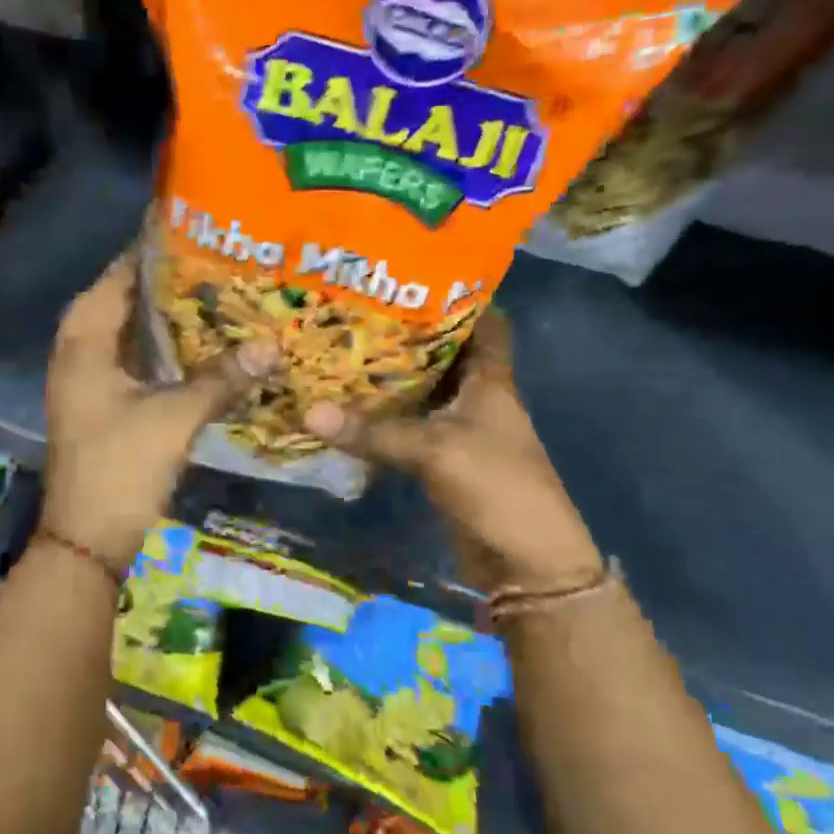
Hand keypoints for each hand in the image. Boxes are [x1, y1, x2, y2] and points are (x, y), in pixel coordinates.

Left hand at [42, 250, 276, 568]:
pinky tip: (203, 345)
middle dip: (169, 282)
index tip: (199, 228)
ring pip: (132, 331)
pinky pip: (137, 359)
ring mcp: (91, 379)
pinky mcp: (105, 402)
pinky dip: (166, 348)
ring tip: (217, 293)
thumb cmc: (120, 467)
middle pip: (126, 299)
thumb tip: (272, 345)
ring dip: (168, 316)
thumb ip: (222, 378)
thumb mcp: (174, 417)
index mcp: (84, 340)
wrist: (88, 539)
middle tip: (219, 261)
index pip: (119, 274)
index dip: (154, 250)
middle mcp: (80, 350)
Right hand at [302, 311, 599, 587]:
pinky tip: (351, 403)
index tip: (416, 273)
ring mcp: (461, 429)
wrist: (525, 561)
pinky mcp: (444, 458)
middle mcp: (477, 396)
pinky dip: (386, 415)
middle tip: (358, 308)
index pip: (485, 322)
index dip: (460, 295)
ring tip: (344, 345)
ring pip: (423, 389)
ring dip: (392, 375)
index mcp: (491, 380)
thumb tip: (307, 412)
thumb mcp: (434, 450)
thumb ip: (373, 431)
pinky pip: (411, 425)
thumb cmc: (496, 486)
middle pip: (444, 352)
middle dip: (407, 331)